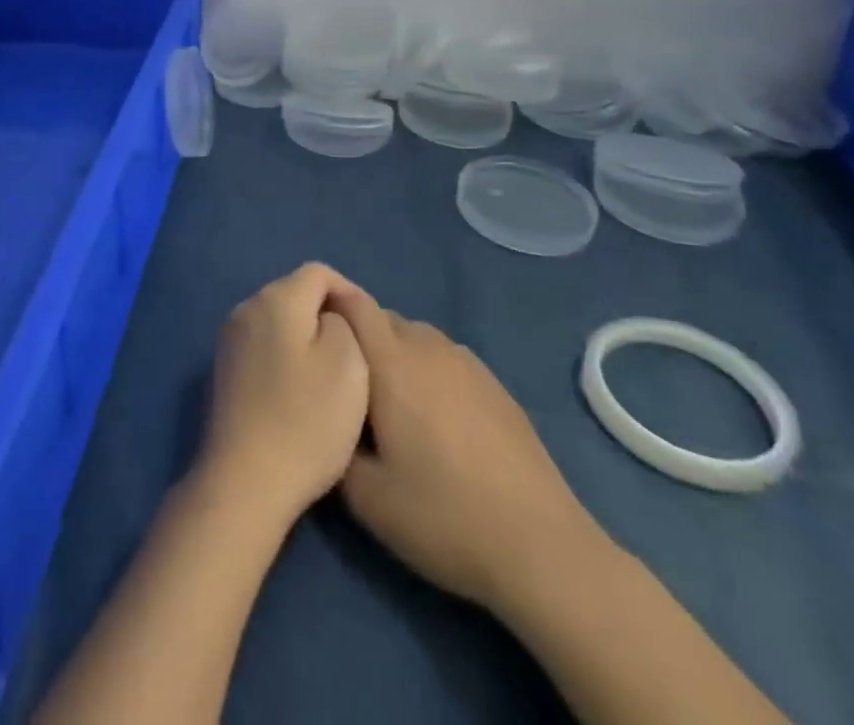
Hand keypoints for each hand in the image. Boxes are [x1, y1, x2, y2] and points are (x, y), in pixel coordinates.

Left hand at [196, 263, 370, 530]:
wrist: (247, 479)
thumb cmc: (307, 419)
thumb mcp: (347, 363)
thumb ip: (343, 321)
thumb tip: (330, 314)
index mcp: (275, 299)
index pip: (319, 272)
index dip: (349, 294)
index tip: (370, 332)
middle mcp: (246, 307)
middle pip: (295, 293)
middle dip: (327, 314)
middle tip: (356, 356)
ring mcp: (229, 338)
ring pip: (278, 320)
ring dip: (305, 337)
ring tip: (331, 377)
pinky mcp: (224, 368)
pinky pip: (263, 344)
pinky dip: (285, 356)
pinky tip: (299, 393)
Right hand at [329, 289, 602, 610]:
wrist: (542, 550)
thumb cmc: (444, 516)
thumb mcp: (365, 498)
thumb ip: (333, 444)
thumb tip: (324, 420)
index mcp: (392, 362)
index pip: (353, 304)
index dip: (328, 306)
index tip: (311, 334)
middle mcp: (429, 348)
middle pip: (382, 317)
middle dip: (358, 336)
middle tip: (345, 381)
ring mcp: (467, 364)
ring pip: (416, 336)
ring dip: (394, 352)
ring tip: (388, 400)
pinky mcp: (496, 386)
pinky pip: (445, 358)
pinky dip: (428, 370)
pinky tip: (434, 417)